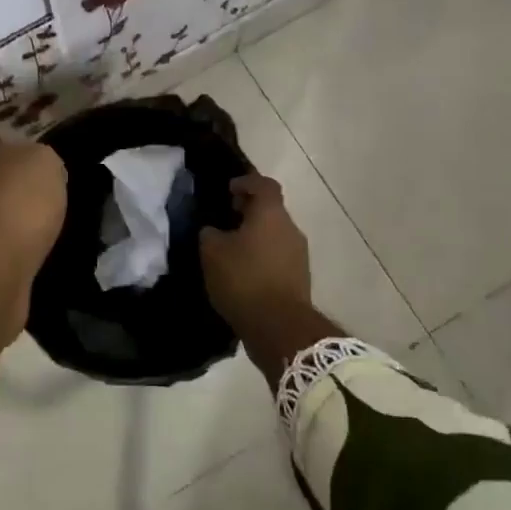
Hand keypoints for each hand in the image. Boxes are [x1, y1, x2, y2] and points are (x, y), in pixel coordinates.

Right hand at [199, 175, 309, 329]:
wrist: (279, 327)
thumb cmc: (243, 279)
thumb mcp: (212, 252)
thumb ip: (210, 234)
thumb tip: (214, 231)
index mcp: (271, 214)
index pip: (263, 184)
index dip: (246, 182)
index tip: (228, 191)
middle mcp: (290, 228)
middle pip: (271, 210)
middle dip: (249, 211)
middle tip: (226, 220)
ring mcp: (299, 254)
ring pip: (275, 234)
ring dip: (256, 236)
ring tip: (231, 249)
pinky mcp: (299, 278)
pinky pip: (278, 256)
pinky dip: (262, 256)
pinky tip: (243, 271)